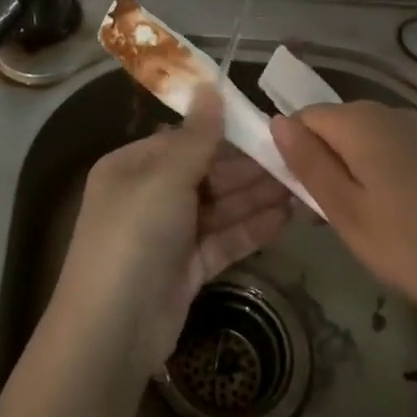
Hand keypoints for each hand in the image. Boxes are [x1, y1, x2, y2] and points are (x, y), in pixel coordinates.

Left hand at [50, 85, 294, 379]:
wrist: (113, 330)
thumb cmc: (134, 236)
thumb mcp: (165, 178)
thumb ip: (196, 136)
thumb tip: (210, 86)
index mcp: (132, 166)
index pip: (183, 140)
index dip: (224, 134)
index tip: (266, 127)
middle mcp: (148, 195)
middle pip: (205, 174)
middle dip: (248, 168)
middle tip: (297, 159)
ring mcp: (168, 234)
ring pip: (218, 207)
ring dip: (256, 197)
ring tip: (303, 185)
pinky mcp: (186, 269)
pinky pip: (223, 240)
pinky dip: (252, 229)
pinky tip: (287, 217)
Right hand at [271, 101, 416, 327]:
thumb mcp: (349, 213)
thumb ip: (309, 165)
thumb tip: (276, 122)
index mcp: (358, 123)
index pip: (301, 118)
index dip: (290, 153)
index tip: (297, 198)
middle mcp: (388, 115)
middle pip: (334, 129)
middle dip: (323, 167)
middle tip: (331, 221)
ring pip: (365, 145)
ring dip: (354, 178)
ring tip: (368, 229)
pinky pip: (395, 157)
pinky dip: (385, 182)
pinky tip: (404, 224)